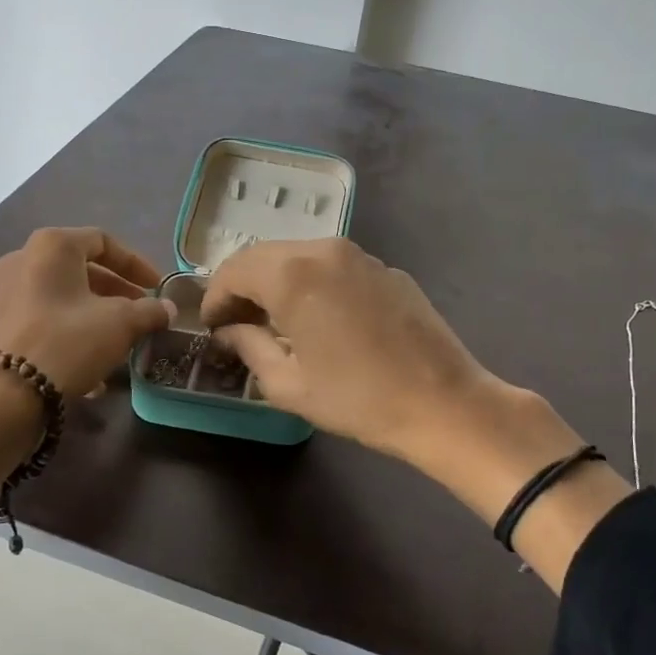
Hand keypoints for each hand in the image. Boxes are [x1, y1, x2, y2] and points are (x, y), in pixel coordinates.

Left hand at [0, 227, 174, 396]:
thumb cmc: (66, 343)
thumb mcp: (121, 324)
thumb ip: (149, 312)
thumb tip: (167, 309)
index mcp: (51, 248)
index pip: (102, 241)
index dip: (135, 263)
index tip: (156, 287)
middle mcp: (16, 261)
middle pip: (75, 270)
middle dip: (112, 292)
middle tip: (136, 314)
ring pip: (52, 300)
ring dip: (86, 316)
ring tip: (110, 345)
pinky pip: (30, 325)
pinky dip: (57, 336)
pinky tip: (76, 367)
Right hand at [202, 238, 507, 466]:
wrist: (443, 403)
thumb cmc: (358, 399)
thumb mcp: (289, 384)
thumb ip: (248, 347)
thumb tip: (230, 331)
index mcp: (292, 275)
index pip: (234, 270)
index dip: (214, 298)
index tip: (212, 327)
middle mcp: (324, 251)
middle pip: (264, 256)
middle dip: (243, 287)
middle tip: (237, 323)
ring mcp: (360, 255)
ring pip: (299, 256)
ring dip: (277, 282)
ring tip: (275, 321)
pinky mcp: (386, 268)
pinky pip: (333, 266)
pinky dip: (312, 283)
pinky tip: (320, 318)